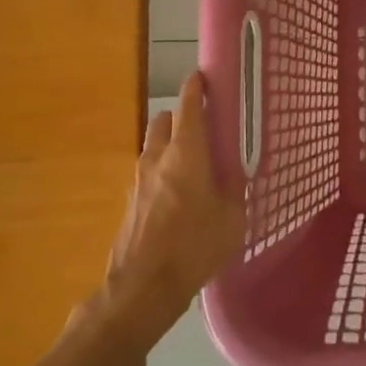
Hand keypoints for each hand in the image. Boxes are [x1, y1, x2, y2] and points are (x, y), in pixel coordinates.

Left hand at [100, 71, 246, 343]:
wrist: (142, 288)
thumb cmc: (194, 247)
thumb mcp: (232, 217)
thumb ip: (235, 188)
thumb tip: (235, 172)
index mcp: (186, 153)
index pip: (188, 107)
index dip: (195, 88)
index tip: (202, 77)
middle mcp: (157, 159)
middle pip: (163, 121)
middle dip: (180, 116)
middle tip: (202, 128)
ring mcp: (138, 181)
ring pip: (153, 147)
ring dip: (169, 145)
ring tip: (193, 165)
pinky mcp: (130, 204)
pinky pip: (148, 174)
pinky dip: (162, 172)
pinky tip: (179, 196)